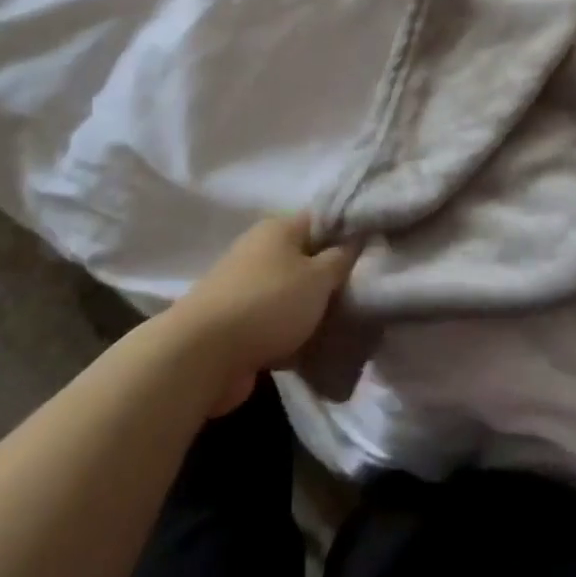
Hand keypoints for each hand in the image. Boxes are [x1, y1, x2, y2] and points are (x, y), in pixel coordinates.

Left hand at [167, 213, 359, 415]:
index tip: (373, 253)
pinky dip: (292, 336)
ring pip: (291, 294)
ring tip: (342, 328)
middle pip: (306, 259)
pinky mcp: (235, 324)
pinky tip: (314, 351)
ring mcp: (244, 287)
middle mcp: (259, 250)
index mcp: (278, 229)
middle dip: (331, 279)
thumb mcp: (318, 277)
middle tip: (361, 296)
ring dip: (312, 311)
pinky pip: (275, 324)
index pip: (322, 220)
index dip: (348, 233)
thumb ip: (342, 258)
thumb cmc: (268, 304)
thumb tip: (356, 240)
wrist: (202, 356)